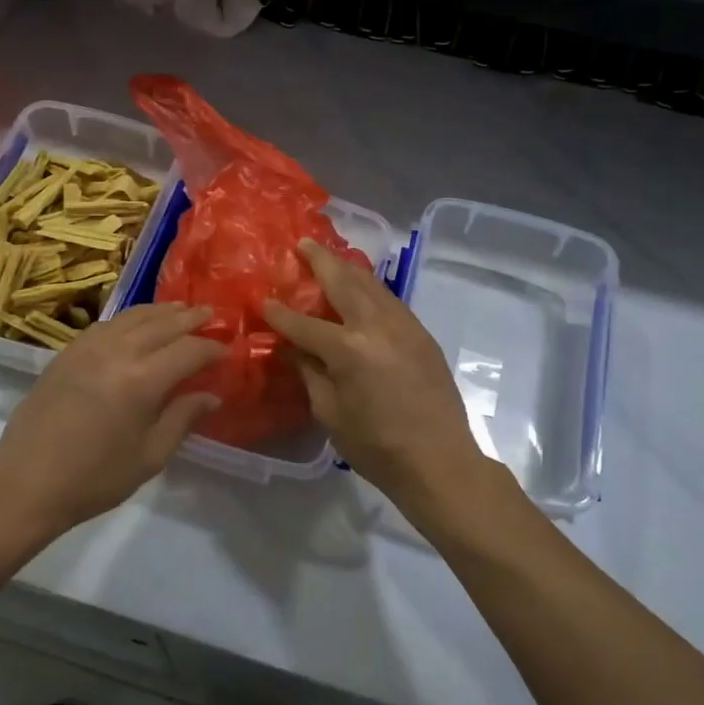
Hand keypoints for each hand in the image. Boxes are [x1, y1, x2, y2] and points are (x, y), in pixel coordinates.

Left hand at [0, 304, 223, 535]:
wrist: (26, 482)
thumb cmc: (94, 478)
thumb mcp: (150, 456)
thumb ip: (182, 418)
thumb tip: (211, 395)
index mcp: (142, 380)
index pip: (188, 351)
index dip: (211, 348)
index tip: (227, 350)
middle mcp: (118, 352)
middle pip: (162, 324)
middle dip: (190, 318)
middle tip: (211, 313)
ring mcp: (88, 347)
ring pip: (132, 316)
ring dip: (160, 311)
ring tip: (179, 310)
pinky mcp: (67, 352)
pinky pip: (106, 324)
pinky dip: (129, 318)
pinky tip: (136, 324)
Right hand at [263, 240, 500, 521]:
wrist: (440, 461)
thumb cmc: (377, 447)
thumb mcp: (330, 414)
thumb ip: (310, 373)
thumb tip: (293, 348)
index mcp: (348, 349)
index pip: (304, 323)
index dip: (280, 313)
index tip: (263, 300)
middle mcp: (376, 326)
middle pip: (343, 282)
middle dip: (320, 261)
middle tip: (303, 244)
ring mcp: (404, 326)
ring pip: (372, 284)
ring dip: (348, 268)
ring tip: (331, 258)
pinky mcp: (422, 334)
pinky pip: (390, 300)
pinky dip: (371, 288)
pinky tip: (362, 289)